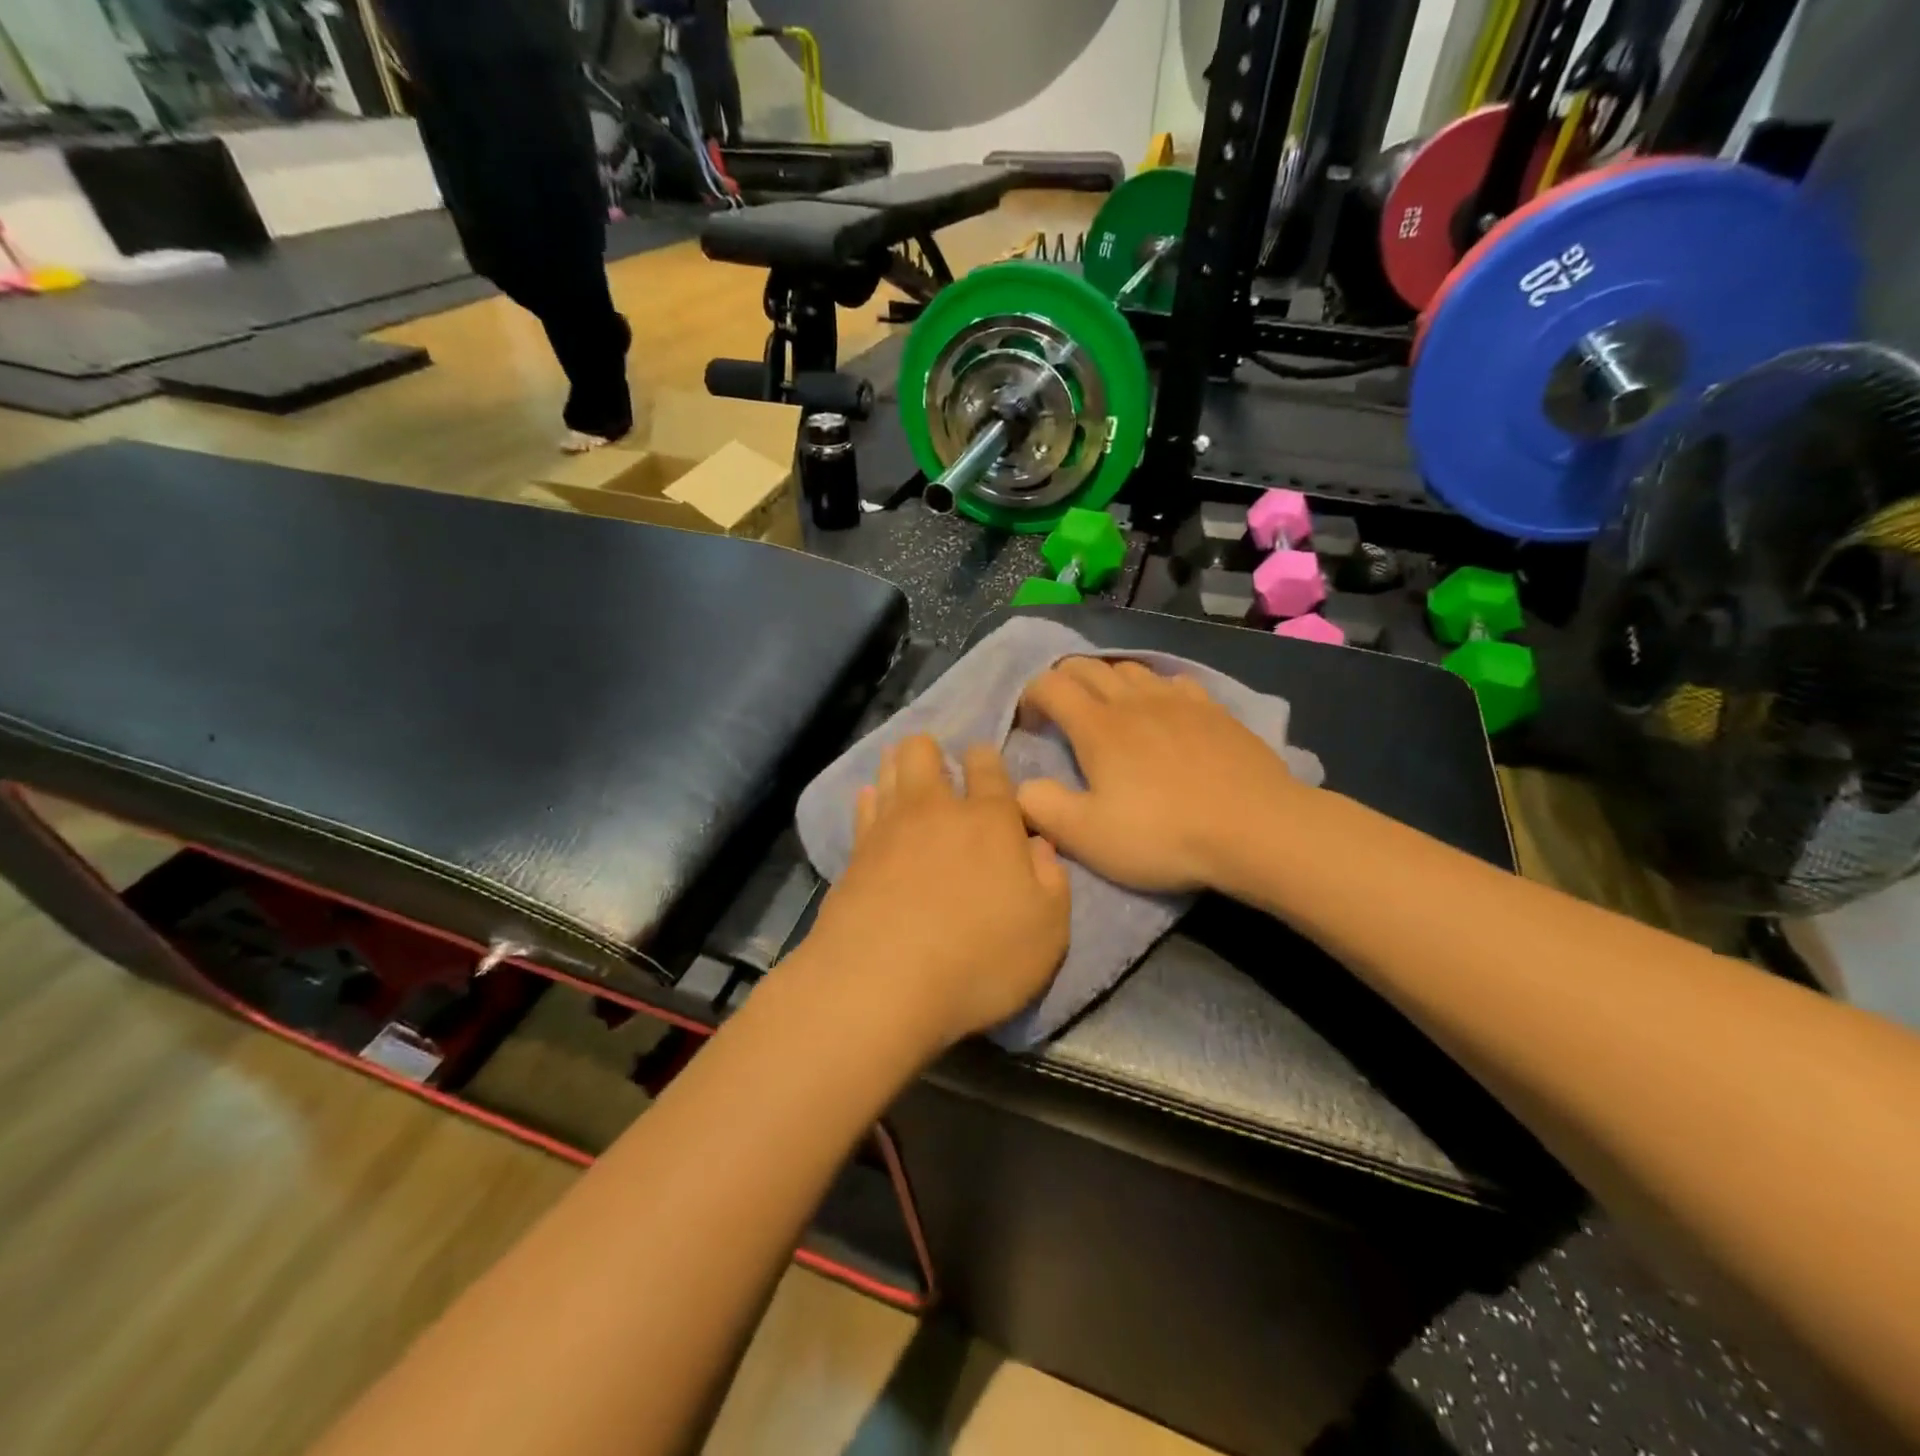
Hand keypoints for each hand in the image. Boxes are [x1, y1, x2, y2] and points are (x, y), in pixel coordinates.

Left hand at [805, 735, 1070, 1050]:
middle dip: (931, 750)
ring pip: (889, 773)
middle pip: (924, 753)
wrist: (882, 983)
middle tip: (939, 765)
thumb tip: (1039, 846)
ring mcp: (889, 829)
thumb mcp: (1047, 930)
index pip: (988, 768)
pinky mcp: (855, 855)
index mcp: (990, 821)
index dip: (986, 758)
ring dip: (897, 764)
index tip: (983, 760)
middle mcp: (937, 811)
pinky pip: (862, 810)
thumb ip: (1051, 881)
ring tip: (901, 765)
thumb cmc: (980, 958)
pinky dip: (868, 800)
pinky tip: (869, 801)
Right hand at [1015, 658, 1309, 893]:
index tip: (1029, 723)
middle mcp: (1133, 700)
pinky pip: (1172, 681)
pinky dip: (1152, 688)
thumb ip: (1041, 806)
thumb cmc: (1163, 834)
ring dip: (1106, 680)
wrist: (1256, 829)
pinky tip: (1161, 710)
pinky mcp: (1213, 709)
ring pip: (1129, 668)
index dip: (1030, 696)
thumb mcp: (1087, 836)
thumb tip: (1020, 785)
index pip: (1050, 684)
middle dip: (1063, 680)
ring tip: (1106, 709)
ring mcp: (1178, 700)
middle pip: (1087, 666)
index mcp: (1097, 726)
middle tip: (1059, 712)